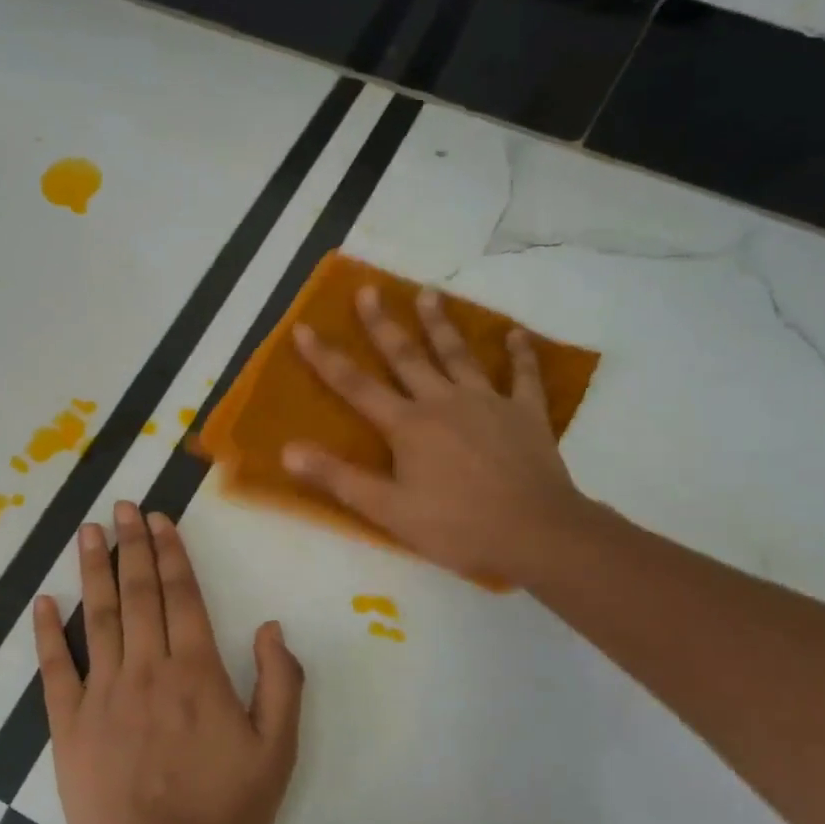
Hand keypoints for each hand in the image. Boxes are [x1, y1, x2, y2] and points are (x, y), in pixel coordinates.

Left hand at [35, 502, 305, 823]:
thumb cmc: (222, 812)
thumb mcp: (277, 752)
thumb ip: (281, 683)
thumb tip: (271, 625)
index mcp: (196, 672)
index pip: (182, 597)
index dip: (171, 553)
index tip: (159, 519)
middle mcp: (146, 669)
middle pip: (139, 594)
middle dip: (131, 546)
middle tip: (122, 508)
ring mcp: (102, 694)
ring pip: (98, 617)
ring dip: (93, 571)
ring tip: (88, 532)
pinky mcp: (69, 724)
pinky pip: (55, 669)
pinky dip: (47, 633)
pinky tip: (42, 601)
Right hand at [283, 284, 593, 588]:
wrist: (536, 534)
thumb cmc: (457, 526)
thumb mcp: (388, 510)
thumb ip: (338, 478)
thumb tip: (288, 451)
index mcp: (408, 425)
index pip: (356, 386)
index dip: (326, 357)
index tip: (304, 327)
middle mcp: (444, 402)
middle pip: (406, 356)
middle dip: (383, 324)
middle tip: (369, 290)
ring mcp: (488, 403)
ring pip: (459, 355)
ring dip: (441, 325)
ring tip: (428, 293)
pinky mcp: (526, 414)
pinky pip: (523, 377)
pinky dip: (520, 355)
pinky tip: (517, 335)